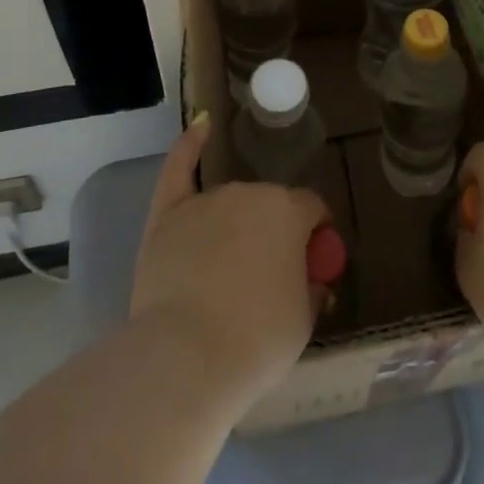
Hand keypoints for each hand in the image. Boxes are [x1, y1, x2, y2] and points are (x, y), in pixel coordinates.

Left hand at [130, 114, 331, 408]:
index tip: (313, 266)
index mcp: (289, 211)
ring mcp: (205, 200)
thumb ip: (311, 288)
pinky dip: (190, 145)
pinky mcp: (167, 214)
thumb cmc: (256, 341)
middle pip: (269, 206)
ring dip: (237, 226)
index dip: (316, 237)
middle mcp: (249, 192)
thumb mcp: (303, 320)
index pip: (312, 210)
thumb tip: (312, 279)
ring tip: (228, 274)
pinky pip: (179, 168)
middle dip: (274, 234)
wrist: (186, 358)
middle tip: (267, 281)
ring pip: (230, 205)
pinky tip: (201, 125)